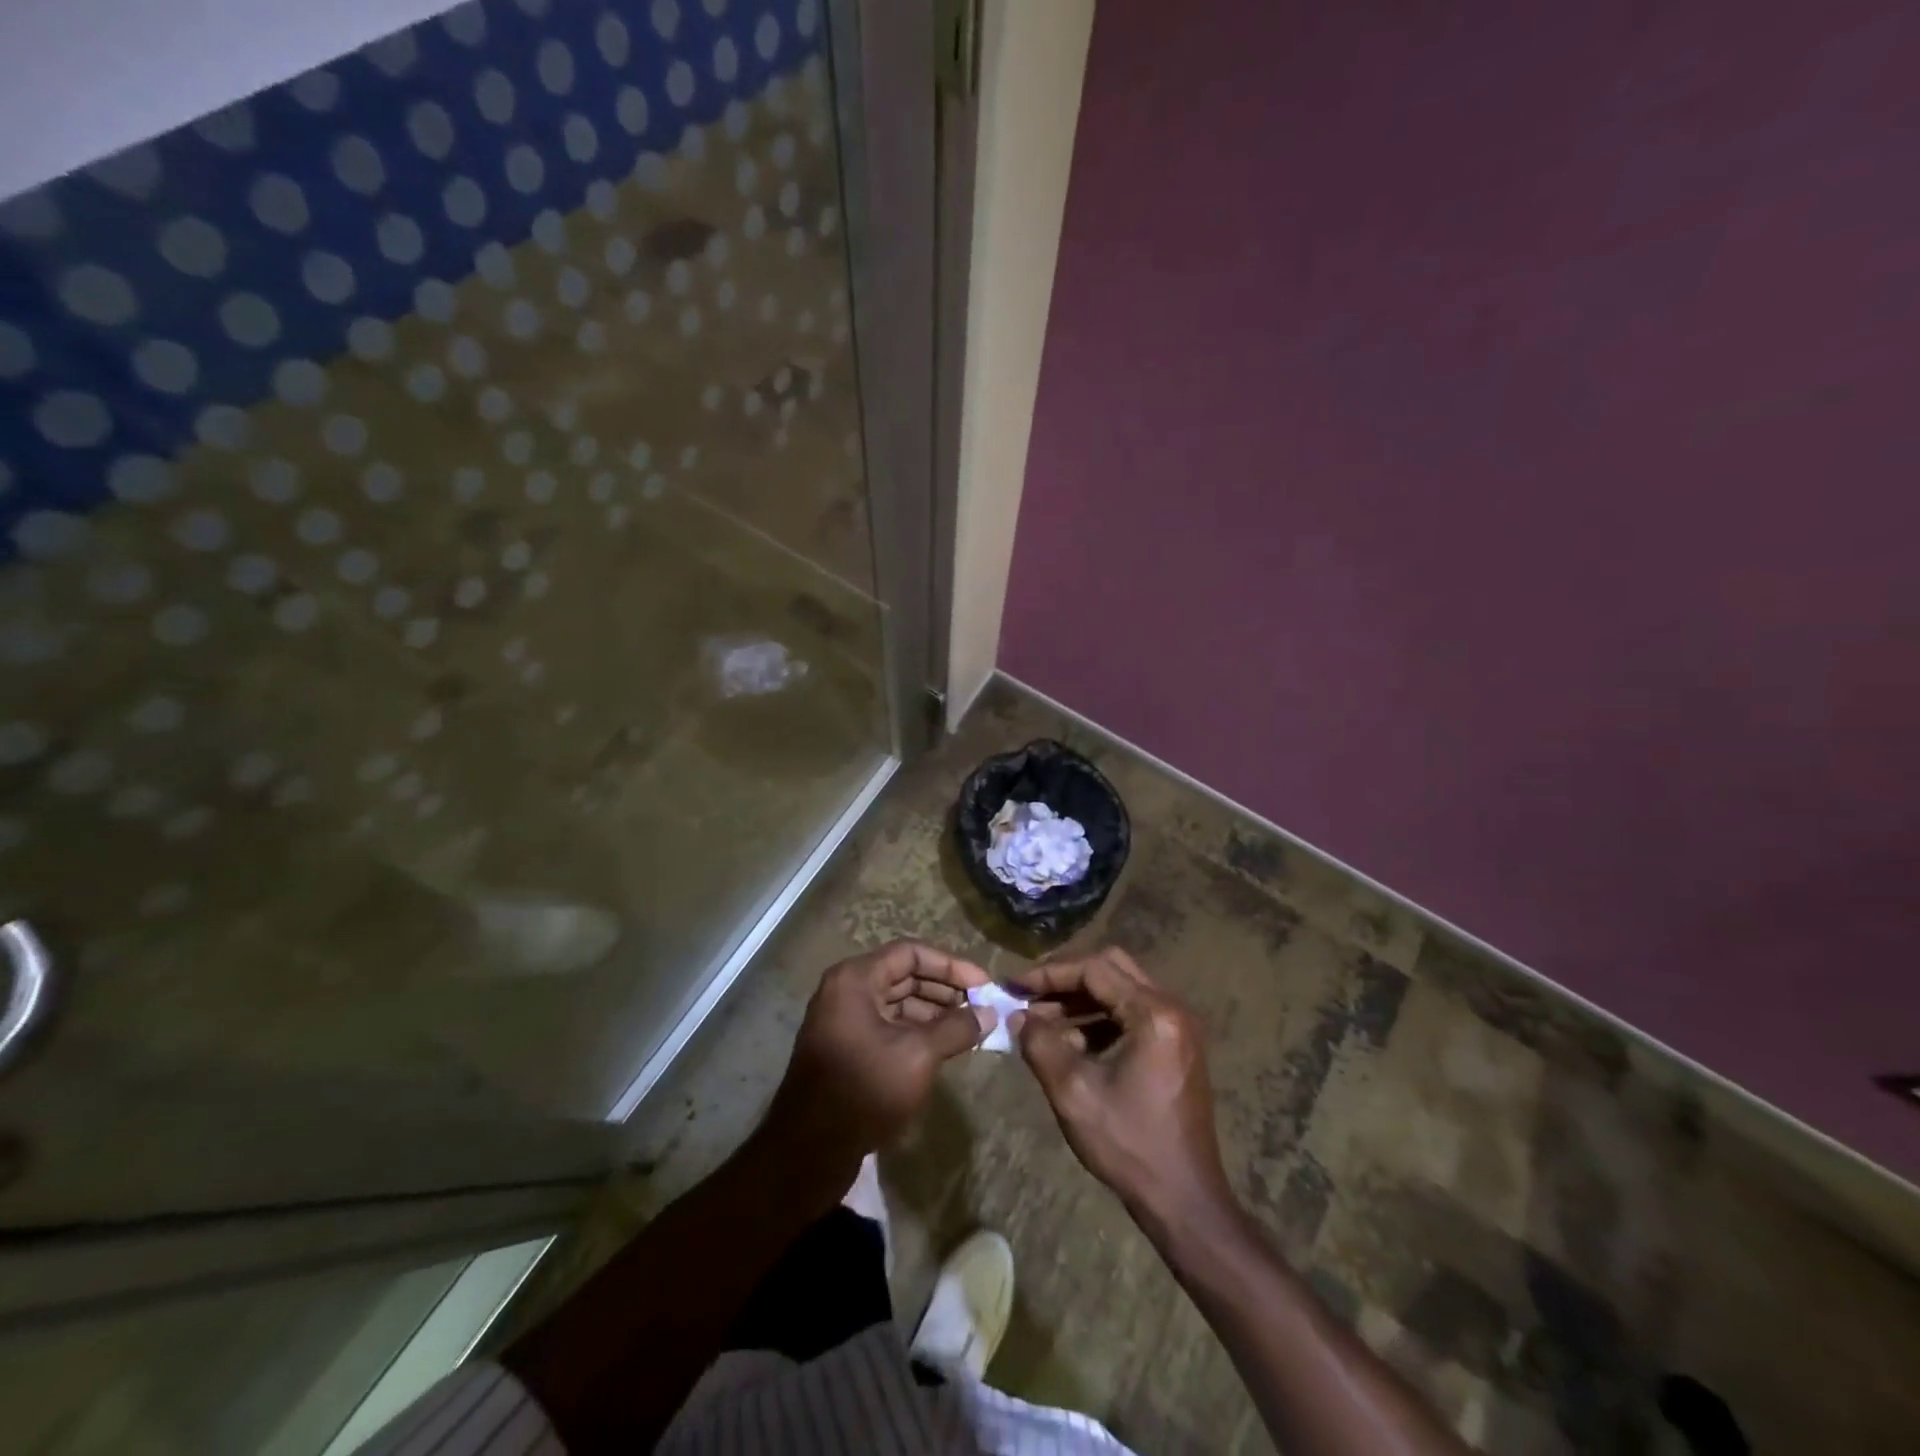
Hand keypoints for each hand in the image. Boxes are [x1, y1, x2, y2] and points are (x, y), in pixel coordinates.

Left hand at [763, 940, 993, 1173]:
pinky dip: (918, 1031)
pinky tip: (945, 1047)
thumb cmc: (864, 1088)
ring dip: (935, 1012)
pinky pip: (889, 1026)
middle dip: (945, 990)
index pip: (911, 953)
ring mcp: (845, 1021)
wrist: (809, 1151)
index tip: (984, 984)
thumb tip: (989, 1015)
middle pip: (904, 975)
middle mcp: (847, 991)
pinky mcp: (848, 1049)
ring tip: (971, 1028)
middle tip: (983, 1007)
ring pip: (898, 1003)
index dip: (951, 965)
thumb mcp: (918, 1054)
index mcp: (856, 979)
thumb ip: (956, 1028)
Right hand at [1012, 948, 1233, 1233]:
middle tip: (1029, 996)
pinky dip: (1100, 1020)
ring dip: (1081, 1001)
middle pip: (1111, 969)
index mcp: (1154, 1013)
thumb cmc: (1129, 1145)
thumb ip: (1040, 1044)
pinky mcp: (1176, 1047)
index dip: (1050, 974)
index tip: (1014, 985)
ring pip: (1121, 991)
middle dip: (1066, 980)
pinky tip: (1071, 1044)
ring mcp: (1178, 1028)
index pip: (1095, 969)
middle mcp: (1172, 1009)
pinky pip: (1132, 1015)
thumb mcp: (1073, 1093)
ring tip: (1041, 1022)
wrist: (1185, 1201)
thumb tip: (1017, 1016)